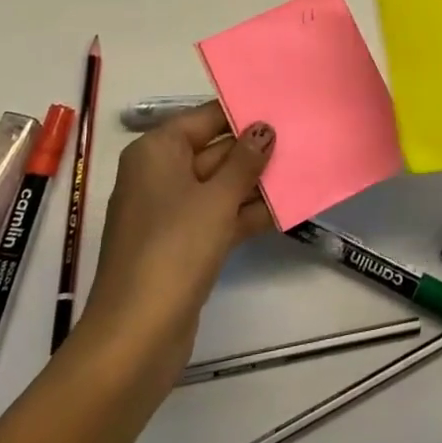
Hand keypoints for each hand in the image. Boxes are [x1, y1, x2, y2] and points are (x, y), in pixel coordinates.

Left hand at [74, 103, 275, 384]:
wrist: (137, 334)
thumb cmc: (174, 249)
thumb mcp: (216, 198)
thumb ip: (244, 161)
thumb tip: (264, 128)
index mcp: (157, 151)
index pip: (206, 118)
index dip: (244, 114)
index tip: (284, 107)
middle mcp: (160, 174)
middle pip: (214, 151)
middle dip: (256, 150)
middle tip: (303, 139)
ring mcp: (171, 212)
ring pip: (220, 185)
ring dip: (257, 183)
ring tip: (304, 170)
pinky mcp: (183, 243)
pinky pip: (219, 216)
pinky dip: (247, 213)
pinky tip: (287, 210)